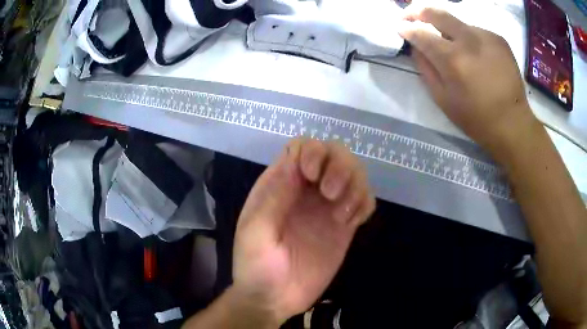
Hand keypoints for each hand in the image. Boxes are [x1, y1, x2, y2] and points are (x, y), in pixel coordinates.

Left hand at [232, 138, 375, 324]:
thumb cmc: (256, 266)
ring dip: (355, 184)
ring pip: (354, 174)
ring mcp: (328, 208)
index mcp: (280, 184)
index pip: (301, 147)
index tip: (312, 176)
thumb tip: (295, 161)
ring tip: (342, 216)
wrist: (273, 299)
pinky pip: (365, 201)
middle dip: (339, 165)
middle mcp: (307, 190)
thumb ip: (274, 197)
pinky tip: (353, 223)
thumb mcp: (255, 232)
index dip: (312, 152)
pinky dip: (365, 203)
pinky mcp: (344, 227)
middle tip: (331, 195)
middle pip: (334, 154)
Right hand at [398, 7, 537, 152]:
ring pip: (457, 22)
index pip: (421, 33)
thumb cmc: (476, 118)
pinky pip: (475, 30)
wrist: (513, 123)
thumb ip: (425, 69)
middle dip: (418, 11)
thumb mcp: (443, 100)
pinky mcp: (498, 38)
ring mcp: (485, 36)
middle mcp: (468, 40)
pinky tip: (474, 53)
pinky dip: (468, 38)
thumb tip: (416, 47)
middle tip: (410, 14)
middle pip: (437, 13)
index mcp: (452, 59)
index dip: (406, 28)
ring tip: (451, 43)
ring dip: (448, 29)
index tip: (399, 27)